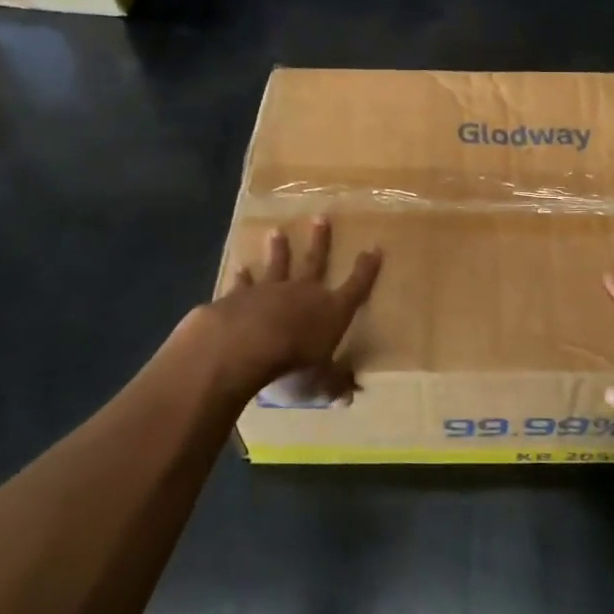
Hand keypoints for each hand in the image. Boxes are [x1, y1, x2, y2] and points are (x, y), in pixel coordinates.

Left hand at [172, 218, 381, 404]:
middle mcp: (304, 292)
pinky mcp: (239, 296)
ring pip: (278, 264)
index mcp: (331, 311)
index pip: (356, 286)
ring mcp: (270, 290)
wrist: (242, 346)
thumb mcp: (318, 382)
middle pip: (315, 261)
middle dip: (320, 241)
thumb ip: (332, 384)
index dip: (366, 269)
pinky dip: (242, 276)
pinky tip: (240, 267)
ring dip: (278, 249)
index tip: (374, 248)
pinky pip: (243, 283)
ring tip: (276, 231)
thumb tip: (349, 396)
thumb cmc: (291, 364)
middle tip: (321, 217)